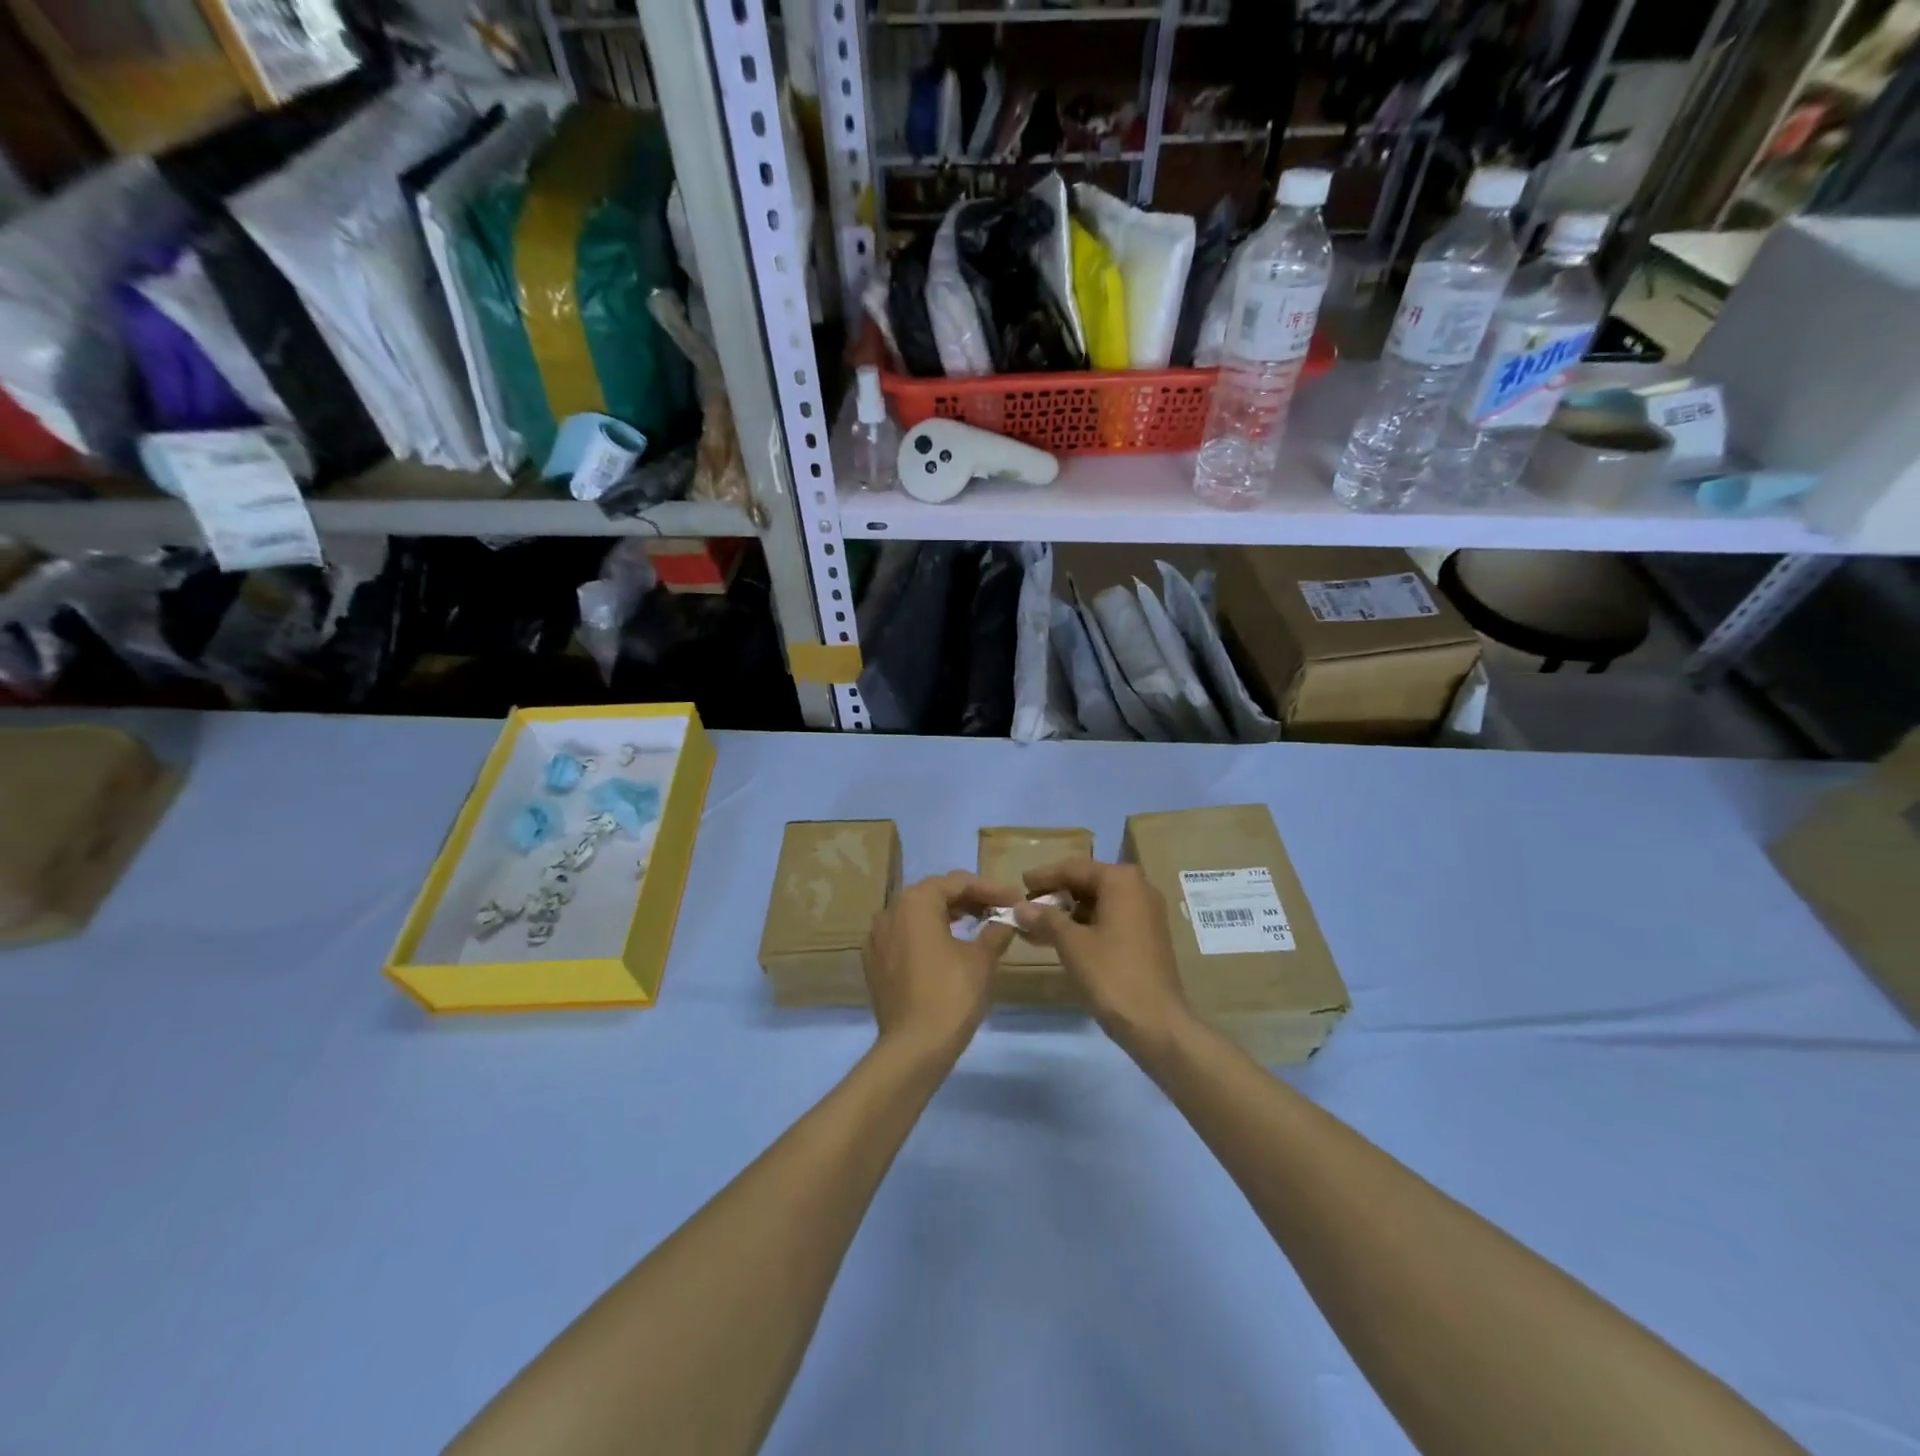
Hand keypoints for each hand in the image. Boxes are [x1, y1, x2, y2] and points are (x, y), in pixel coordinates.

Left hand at [865, 872, 1019, 1059]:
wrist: (913, 1048)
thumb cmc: (950, 994)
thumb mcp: (981, 960)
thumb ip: (995, 932)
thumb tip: (1006, 921)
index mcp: (915, 902)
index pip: (958, 882)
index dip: (990, 889)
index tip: (1016, 900)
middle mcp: (890, 911)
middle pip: (935, 894)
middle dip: (969, 900)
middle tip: (999, 910)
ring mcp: (877, 938)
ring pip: (919, 916)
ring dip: (949, 917)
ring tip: (980, 926)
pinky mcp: (875, 963)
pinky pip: (906, 938)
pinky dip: (929, 936)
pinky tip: (950, 949)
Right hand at [1014, 858, 1192, 1058]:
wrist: (1156, 1023)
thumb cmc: (1111, 974)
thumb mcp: (1071, 943)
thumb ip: (1045, 918)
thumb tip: (1019, 906)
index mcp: (1121, 880)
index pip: (1074, 868)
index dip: (1044, 876)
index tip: (1020, 883)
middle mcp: (1138, 888)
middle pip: (1088, 883)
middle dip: (1055, 895)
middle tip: (1026, 907)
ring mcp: (1146, 913)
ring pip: (1098, 903)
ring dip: (1067, 913)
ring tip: (1036, 927)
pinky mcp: (1147, 936)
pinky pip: (1109, 919)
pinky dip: (1084, 926)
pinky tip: (1060, 940)